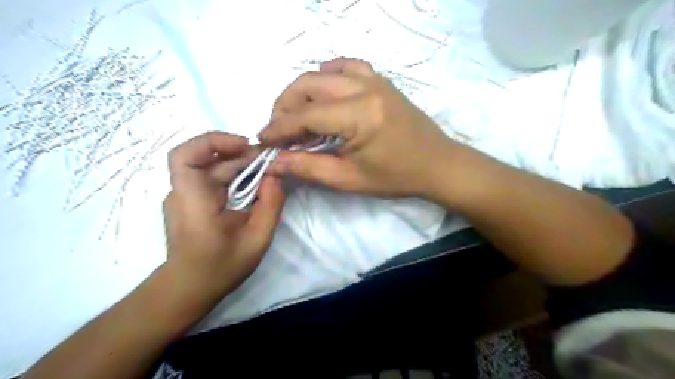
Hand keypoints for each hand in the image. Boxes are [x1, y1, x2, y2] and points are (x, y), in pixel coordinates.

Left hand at [162, 131, 284, 300]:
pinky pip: (214, 182)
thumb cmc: (220, 267)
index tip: (245, 146)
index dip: (214, 141)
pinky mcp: (193, 203)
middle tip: (271, 163)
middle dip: (242, 156)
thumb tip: (275, 176)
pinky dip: (235, 179)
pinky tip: (254, 189)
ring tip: (268, 175)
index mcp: (192, 198)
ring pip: (214, 170)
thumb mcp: (257, 238)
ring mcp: (187, 197)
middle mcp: (184, 192)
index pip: (186, 154)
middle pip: (210, 160)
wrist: (189, 289)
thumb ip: (270, 205)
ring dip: (241, 168)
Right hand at [259, 57, 458, 198]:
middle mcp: (365, 88)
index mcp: (359, 115)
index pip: (305, 115)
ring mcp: (375, 79)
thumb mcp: (350, 179)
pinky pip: (348, 65)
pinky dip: (328, 74)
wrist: (437, 164)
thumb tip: (275, 163)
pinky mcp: (381, 80)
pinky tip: (323, 91)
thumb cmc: (396, 177)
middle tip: (279, 130)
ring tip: (296, 114)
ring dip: (302, 91)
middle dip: (285, 106)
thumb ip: (309, 168)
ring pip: (324, 73)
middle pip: (308, 85)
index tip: (263, 140)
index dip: (279, 128)